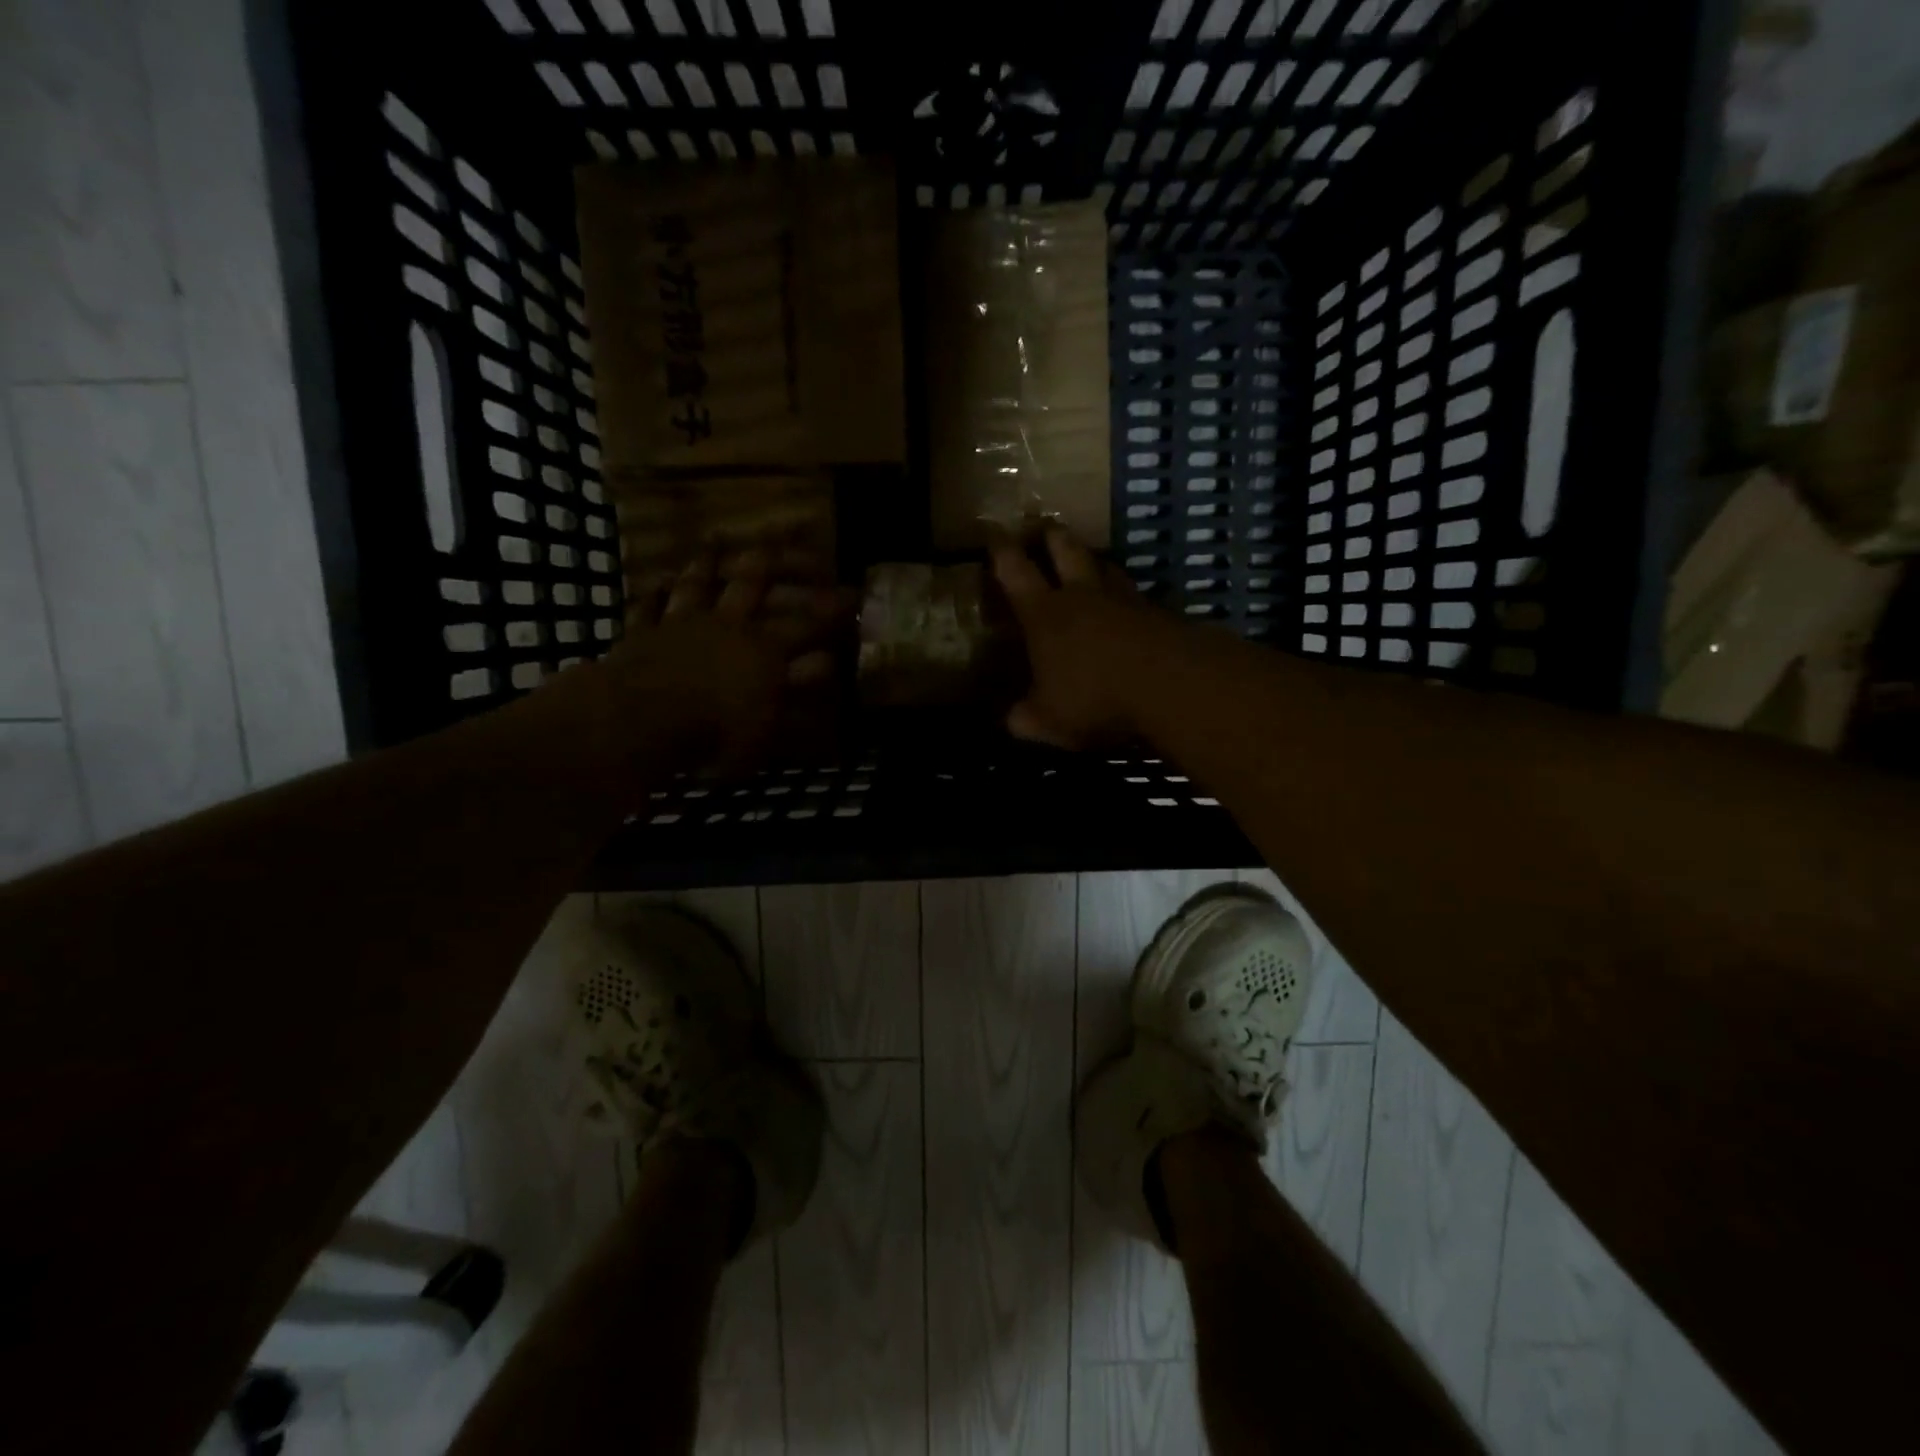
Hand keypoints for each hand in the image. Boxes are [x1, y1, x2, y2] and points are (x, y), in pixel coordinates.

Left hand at [600, 550, 847, 773]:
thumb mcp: (768, 728)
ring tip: (715, 541)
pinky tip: (656, 579)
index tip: (853, 593)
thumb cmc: (715, 733)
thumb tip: (827, 666)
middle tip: (784, 535)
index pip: (807, 625)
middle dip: (773, 561)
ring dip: (707, 563)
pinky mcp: (642, 634)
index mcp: (764, 651)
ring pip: (698, 584)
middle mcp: (727, 625)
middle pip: (752, 584)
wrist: (639, 721)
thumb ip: (797, 694)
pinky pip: (648, 606)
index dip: (832, 609)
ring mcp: (681, 624)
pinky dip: (654, 592)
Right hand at [989, 529, 1184, 749]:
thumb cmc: (1095, 698)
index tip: (994, 531)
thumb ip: (1025, 719)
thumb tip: (1012, 719)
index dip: (1001, 551)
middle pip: (1066, 552)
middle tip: (1047, 526)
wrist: (1170, 684)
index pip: (1016, 572)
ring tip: (1090, 559)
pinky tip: (1128, 605)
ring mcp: (1125, 601)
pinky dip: (1127, 596)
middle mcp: (1083, 597)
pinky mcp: (1160, 614)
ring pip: (1106, 567)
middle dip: (1053, 537)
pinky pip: (1136, 596)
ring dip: (1094, 560)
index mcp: (1045, 615)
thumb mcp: (1048, 721)